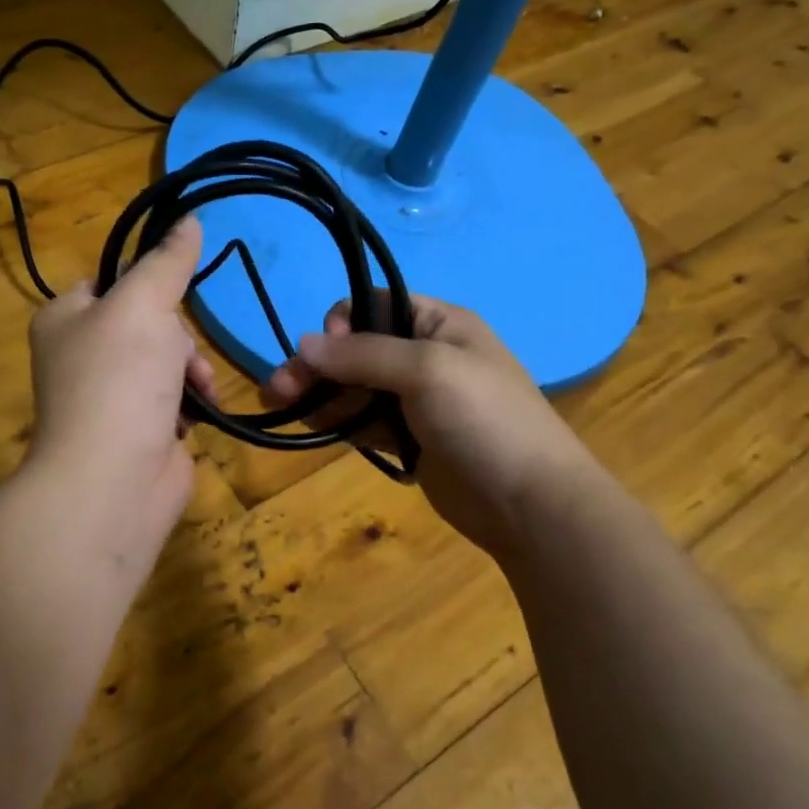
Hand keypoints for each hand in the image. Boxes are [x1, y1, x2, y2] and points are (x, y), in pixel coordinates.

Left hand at [25, 217, 216, 553]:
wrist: (113, 482)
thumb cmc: (119, 380)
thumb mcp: (143, 305)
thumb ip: (167, 262)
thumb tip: (189, 219)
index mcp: (65, 319)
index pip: (109, 280)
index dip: (146, 281)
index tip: (175, 288)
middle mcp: (81, 355)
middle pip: (147, 322)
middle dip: (176, 337)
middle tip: (178, 354)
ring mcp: (110, 397)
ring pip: (166, 360)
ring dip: (190, 371)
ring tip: (195, 389)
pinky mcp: (138, 431)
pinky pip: (174, 399)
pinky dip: (190, 403)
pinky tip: (196, 415)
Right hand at [265, 293, 596, 554]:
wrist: (532, 503)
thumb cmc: (485, 420)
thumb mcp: (427, 370)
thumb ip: (363, 354)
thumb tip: (303, 342)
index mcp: (439, 323)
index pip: (375, 304)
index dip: (343, 323)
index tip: (327, 353)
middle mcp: (425, 355)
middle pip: (357, 348)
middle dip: (317, 364)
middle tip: (277, 389)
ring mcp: (417, 400)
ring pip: (355, 386)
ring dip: (318, 392)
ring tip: (278, 405)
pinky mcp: (410, 439)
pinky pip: (364, 419)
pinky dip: (336, 418)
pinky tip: (307, 423)